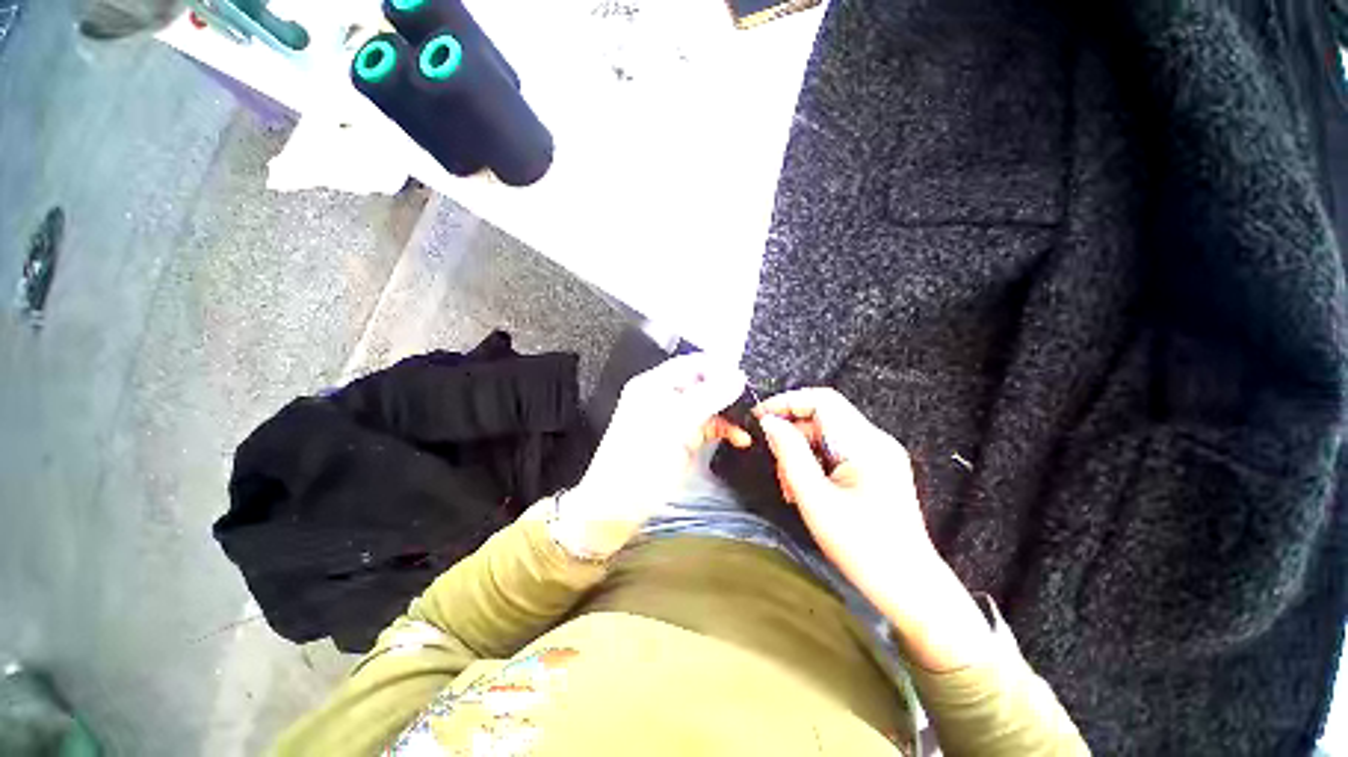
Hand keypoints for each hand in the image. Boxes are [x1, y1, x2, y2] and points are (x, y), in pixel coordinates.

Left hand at [552, 354, 749, 558]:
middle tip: (751, 402)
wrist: (619, 505)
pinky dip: (724, 430)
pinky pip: (708, 426)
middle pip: (703, 383)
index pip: (692, 363)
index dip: (718, 367)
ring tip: (749, 422)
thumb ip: (709, 396)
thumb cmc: (642, 459)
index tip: (744, 378)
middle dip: (728, 391)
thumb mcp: (677, 423)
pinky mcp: (682, 438)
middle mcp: (665, 396)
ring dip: (729, 413)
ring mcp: (675, 418)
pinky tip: (740, 438)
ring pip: (709, 405)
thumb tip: (739, 376)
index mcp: (655, 384)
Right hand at [755, 388, 990, 670]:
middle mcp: (875, 441)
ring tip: (790, 487)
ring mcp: (878, 455)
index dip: (787, 402)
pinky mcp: (877, 469)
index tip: (759, 418)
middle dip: (792, 436)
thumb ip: (790, 454)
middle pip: (823, 418)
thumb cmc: (862, 547)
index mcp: (865, 444)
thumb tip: (770, 422)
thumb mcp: (815, 499)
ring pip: (826, 436)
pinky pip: (836, 452)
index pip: (822, 400)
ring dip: (801, 453)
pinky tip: (807, 490)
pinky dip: (815, 464)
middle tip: (777, 469)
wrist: (909, 588)